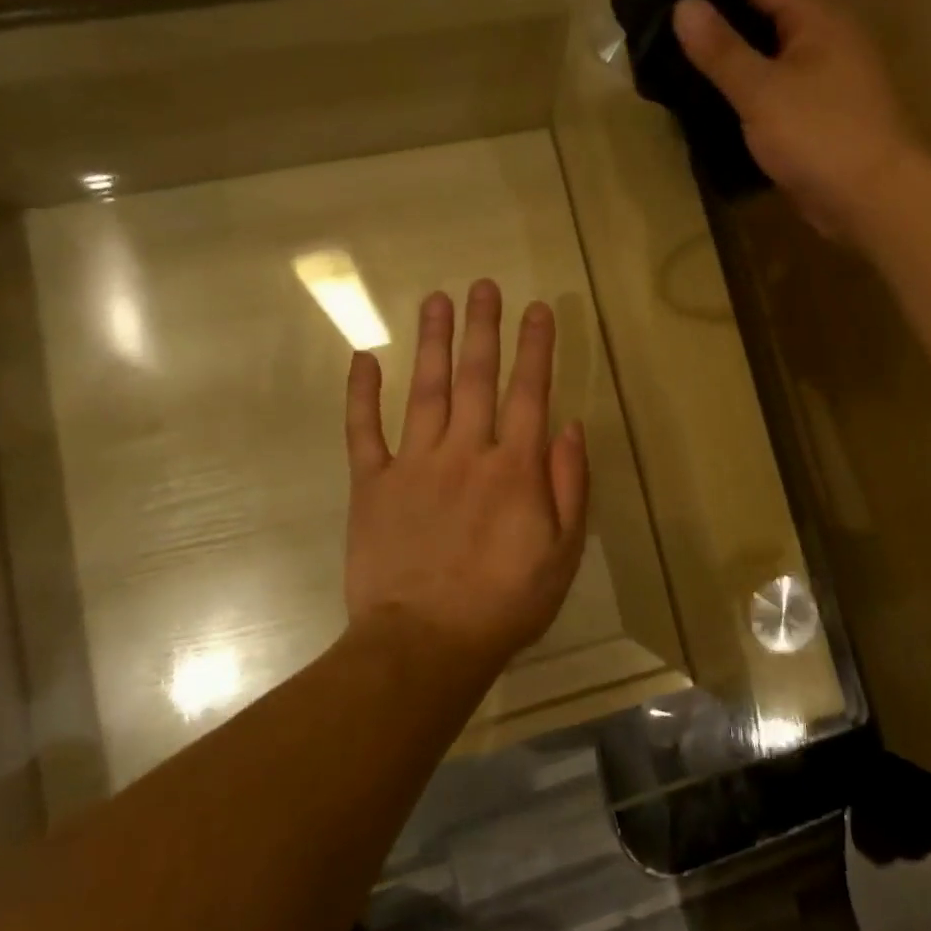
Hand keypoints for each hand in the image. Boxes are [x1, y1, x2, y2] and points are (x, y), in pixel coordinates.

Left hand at [342, 280, 589, 675]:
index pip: (529, 392)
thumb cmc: (504, 604)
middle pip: (477, 377)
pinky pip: (363, 431)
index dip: (535, 347)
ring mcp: (413, 464)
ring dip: (433, 342)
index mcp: (513, 468)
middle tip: (482, 286)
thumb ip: (569, 486)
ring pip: (426, 390)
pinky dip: (361, 394)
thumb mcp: (561, 553)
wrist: (425, 645)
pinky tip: (364, 357)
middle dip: (483, 328)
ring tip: (436, 300)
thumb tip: (569, 427)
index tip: (538, 308)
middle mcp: (465, 452)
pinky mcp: (371, 484)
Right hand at [662, 0, 919, 240]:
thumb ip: (722, 50)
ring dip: (724, 37)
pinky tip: (711, 86)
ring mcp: (822, 72)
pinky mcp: (816, 108)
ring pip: (765, 41)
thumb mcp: (764, 91)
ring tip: (679, 38)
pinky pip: (769, 77)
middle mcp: (822, 33)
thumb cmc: (821, 137)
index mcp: (815, 15)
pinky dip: (738, 75)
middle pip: (760, 1)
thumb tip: (684, 7)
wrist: (873, 199)